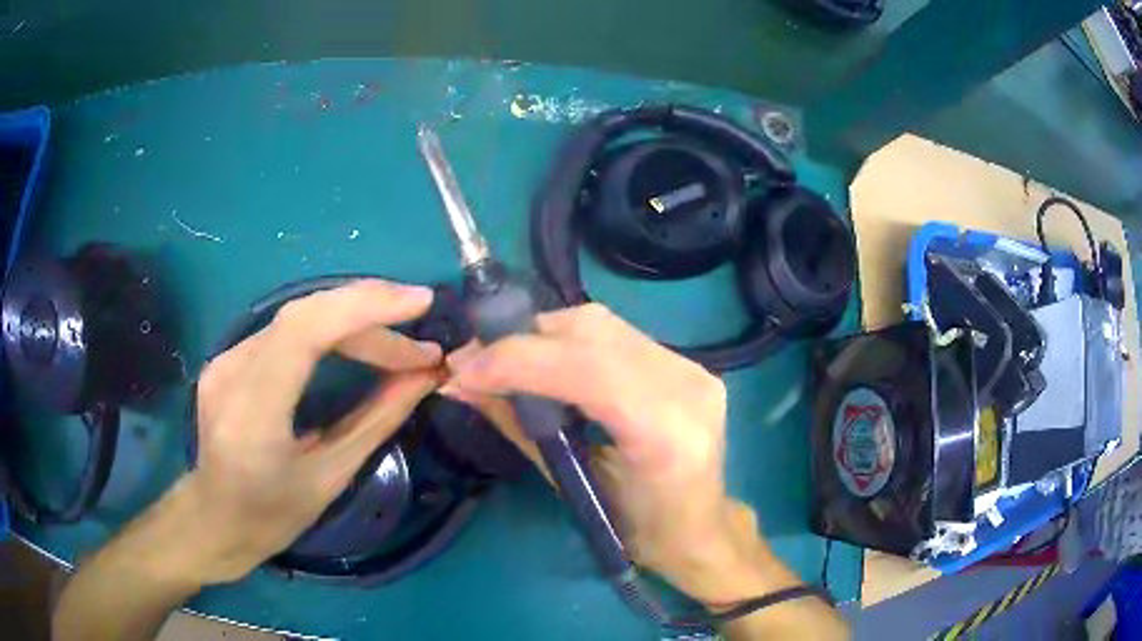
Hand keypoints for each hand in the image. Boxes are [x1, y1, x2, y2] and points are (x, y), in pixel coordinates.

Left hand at [183, 279, 443, 583]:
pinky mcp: (228, 356)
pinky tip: (357, 344)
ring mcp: (225, 359)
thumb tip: (425, 377)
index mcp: (253, 414)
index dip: (364, 306)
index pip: (304, 331)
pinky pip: (286, 329)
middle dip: (371, 317)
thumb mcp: (331, 477)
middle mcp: (231, 373)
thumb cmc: (273, 516)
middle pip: (305, 316)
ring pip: (298, 317)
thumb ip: (377, 421)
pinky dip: (330, 329)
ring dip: (354, 323)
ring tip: (399, 347)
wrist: (215, 518)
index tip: (421, 302)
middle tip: (420, 346)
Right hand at [443, 303, 793, 605]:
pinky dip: (572, 343)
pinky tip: (549, 363)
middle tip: (478, 362)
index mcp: (664, 433)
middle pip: (592, 331)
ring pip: (603, 325)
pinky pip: (618, 336)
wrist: (699, 530)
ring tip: (507, 361)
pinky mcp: (690, 363)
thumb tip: (460, 385)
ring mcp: (694, 369)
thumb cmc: (635, 530)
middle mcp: (686, 387)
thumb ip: (518, 427)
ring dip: (544, 336)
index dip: (516, 361)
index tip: (462, 370)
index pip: (584, 370)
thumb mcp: (571, 485)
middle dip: (523, 340)